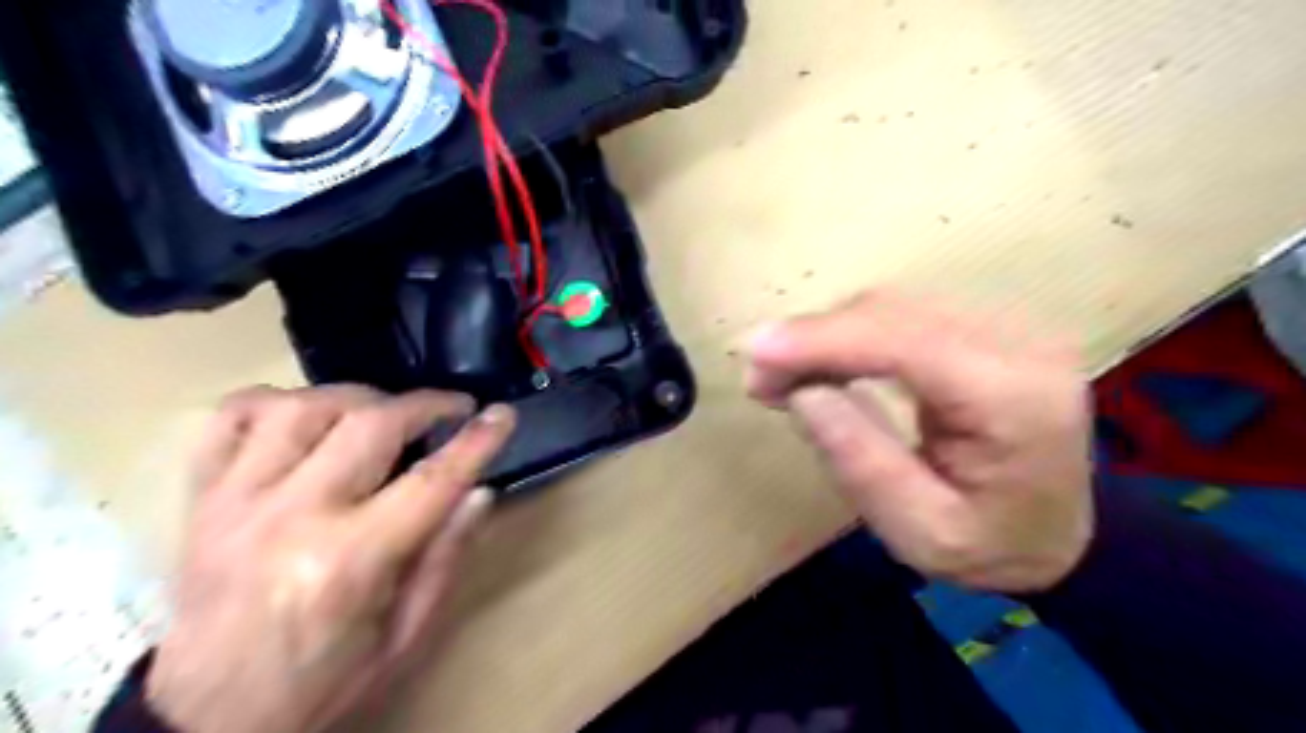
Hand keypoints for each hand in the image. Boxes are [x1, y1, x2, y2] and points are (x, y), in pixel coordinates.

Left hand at [145, 383, 515, 731]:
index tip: (502, 415)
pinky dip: (276, 401)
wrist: (205, 719)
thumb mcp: (404, 638)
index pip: (430, 481)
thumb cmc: (320, 682)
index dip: (475, 441)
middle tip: (451, 410)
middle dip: (424, 405)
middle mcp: (291, 517)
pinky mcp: (201, 497)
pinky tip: (307, 416)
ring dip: (358, 398)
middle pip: (369, 424)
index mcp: (349, 561)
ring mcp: (236, 500)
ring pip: (302, 406)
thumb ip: (445, 560)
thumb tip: (479, 492)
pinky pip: (231, 417)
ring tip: (384, 414)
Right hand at [745, 293, 1092, 594]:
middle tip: (759, 379)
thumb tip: (803, 391)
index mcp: (1015, 399)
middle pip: (894, 313)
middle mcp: (1018, 345)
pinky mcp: (982, 328)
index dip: (824, 340)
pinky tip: (819, 362)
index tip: (755, 352)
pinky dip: (847, 335)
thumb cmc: (994, 546)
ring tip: (780, 376)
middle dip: (814, 338)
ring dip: (825, 335)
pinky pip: (899, 315)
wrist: (1061, 532)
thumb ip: (861, 462)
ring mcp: (1004, 328)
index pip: (907, 342)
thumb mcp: (920, 533)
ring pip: (891, 306)